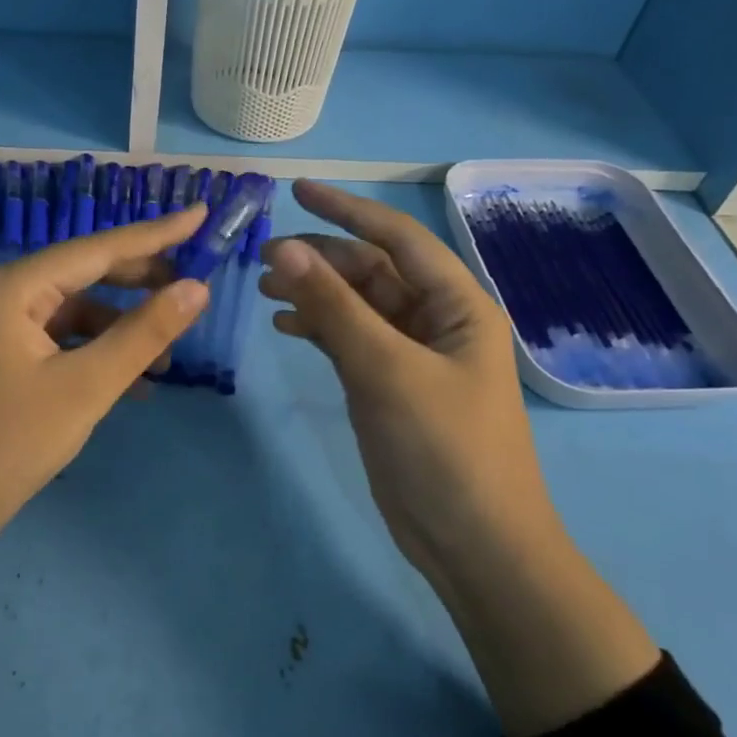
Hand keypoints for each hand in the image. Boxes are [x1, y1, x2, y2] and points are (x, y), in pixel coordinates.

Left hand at [0, 206, 210, 736]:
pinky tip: (129, 384)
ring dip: (120, 330)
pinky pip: (57, 339)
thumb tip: (197, 289)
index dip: (156, 234)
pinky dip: (93, 353)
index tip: (201, 214)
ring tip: (165, 359)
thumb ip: (144, 333)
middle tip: (193, 290)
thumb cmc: (11, 443)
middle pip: (84, 274)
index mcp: (11, 287)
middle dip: (140, 285)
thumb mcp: (87, 386)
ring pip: (74, 311)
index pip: (97, 248)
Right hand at [259, 180, 657, 736]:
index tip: (296, 191)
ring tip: (264, 291)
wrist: (474, 545)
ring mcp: (411, 355)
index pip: (398, 238)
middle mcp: (436, 320)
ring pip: (356, 305)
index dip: (347, 209)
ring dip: (314, 293)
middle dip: (320, 258)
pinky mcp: (389, 386)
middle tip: (262, 258)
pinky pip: (350, 340)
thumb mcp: (386, 370)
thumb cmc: (445, 449)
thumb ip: (333, 307)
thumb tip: (284, 247)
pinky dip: (318, 329)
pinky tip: (285, 328)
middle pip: (372, 270)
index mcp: (457, 304)